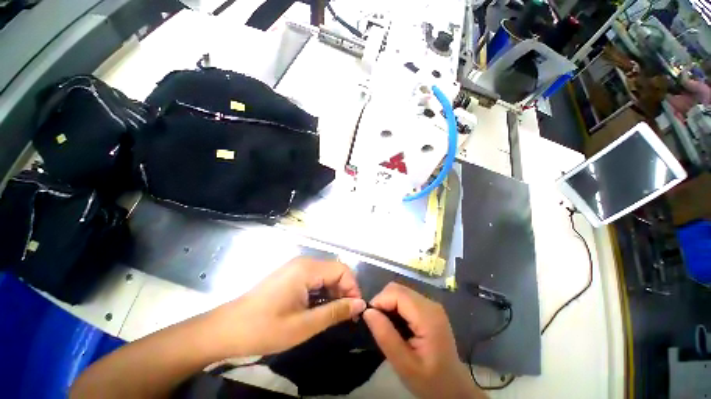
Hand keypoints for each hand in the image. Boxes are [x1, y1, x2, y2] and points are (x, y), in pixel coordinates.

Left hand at [207, 257, 365, 356]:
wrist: (227, 329)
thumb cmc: (265, 328)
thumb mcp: (304, 325)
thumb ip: (335, 312)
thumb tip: (360, 304)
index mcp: (307, 269)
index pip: (342, 270)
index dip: (352, 288)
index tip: (355, 310)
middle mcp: (304, 262)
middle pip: (335, 271)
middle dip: (344, 291)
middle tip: (346, 316)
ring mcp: (296, 268)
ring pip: (325, 275)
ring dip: (333, 293)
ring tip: (333, 315)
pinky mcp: (290, 275)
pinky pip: (314, 279)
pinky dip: (322, 292)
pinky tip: (318, 309)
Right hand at [363, 283, 482, 398]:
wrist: (454, 388)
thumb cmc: (430, 381)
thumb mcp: (404, 365)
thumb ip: (385, 336)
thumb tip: (367, 311)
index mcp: (427, 316)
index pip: (396, 293)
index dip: (379, 301)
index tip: (370, 319)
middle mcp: (430, 303)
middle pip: (398, 289)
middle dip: (383, 302)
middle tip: (377, 324)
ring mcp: (431, 304)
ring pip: (400, 291)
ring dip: (388, 304)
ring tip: (386, 326)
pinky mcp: (429, 308)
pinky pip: (406, 298)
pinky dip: (395, 307)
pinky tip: (396, 324)